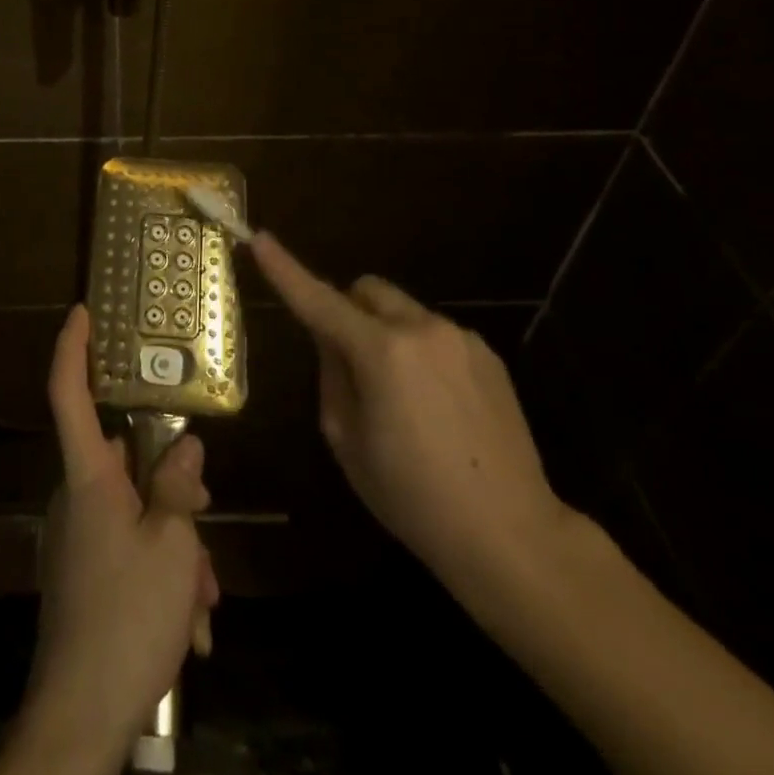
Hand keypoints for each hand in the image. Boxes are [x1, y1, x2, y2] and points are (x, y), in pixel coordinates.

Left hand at [0, 306, 219, 774]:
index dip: (72, 348)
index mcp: (89, 478)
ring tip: (203, 597)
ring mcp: (80, 538)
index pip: (69, 395)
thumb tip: (184, 446)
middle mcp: (78, 498)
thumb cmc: (127, 616)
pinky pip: (130, 550)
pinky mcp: (87, 574)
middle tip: (206, 509)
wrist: (81, 715)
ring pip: (138, 512)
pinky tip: (189, 622)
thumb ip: (179, 488)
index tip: (80, 310)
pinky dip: (162, 573)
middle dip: (172, 483)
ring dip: (176, 544)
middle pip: (126, 461)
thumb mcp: (173, 546)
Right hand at [248, 232, 577, 606]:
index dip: (285, 270)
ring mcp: (460, 338)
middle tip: (346, 360)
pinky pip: (435, 333)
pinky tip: (436, 405)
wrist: (512, 535)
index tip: (261, 239)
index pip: (319, 300)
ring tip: (400, 397)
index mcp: (381, 352)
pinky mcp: (488, 355)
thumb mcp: (347, 440)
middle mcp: (421, 328)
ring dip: (385, 333)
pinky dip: (419, 350)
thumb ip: (331, 375)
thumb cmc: (413, 497)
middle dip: (346, 310)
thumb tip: (331, 340)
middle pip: (366, 290)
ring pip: (402, 311)